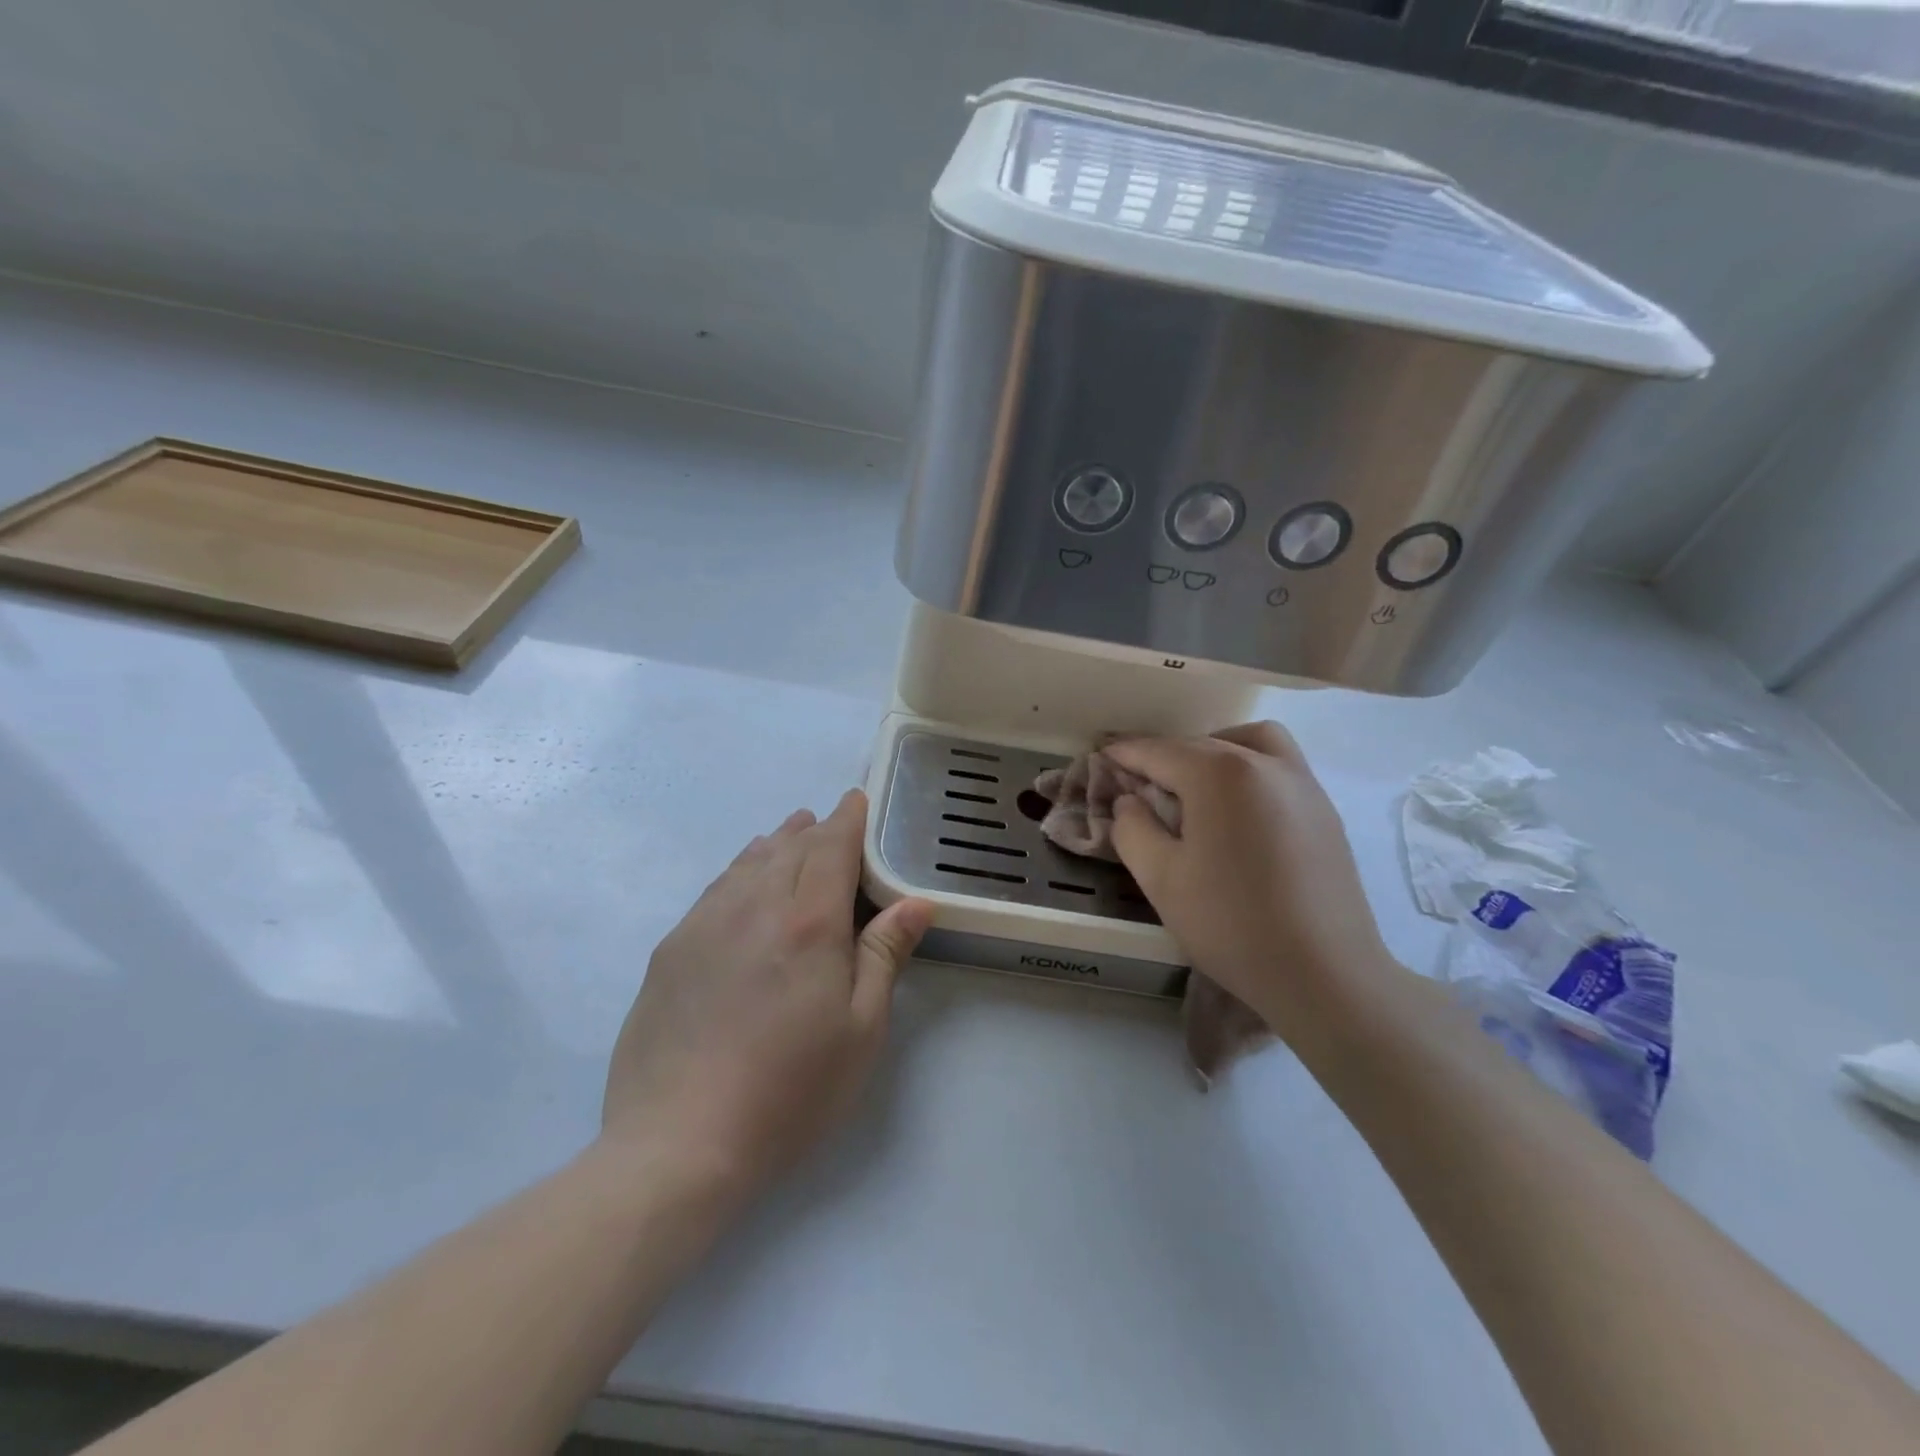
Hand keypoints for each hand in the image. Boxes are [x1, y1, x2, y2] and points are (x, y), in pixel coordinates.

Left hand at [600, 789, 932, 1193]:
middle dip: (814, 829)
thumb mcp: (860, 1029)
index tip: (857, 800)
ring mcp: (705, 924)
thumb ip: (885, 954)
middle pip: (789, 847)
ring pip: (747, 862)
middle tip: (829, 820)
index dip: (848, 819)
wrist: (679, 1142)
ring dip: (775, 843)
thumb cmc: (791, 1090)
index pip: (832, 847)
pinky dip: (738, 869)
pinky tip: (742, 879)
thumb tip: (916, 901)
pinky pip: (714, 889)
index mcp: (808, 922)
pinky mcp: (671, 950)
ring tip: (791, 834)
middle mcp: (754, 906)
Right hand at [1105, 723, 1401, 1047]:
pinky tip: (1236, 812)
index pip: (1159, 751)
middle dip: (1164, 757)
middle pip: (1201, 744)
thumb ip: (1132, 828)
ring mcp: (1302, 784)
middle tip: (1137, 784)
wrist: (1325, 975)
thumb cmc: (1231, 924)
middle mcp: (1264, 763)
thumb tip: (1130, 800)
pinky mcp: (1324, 810)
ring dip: (1214, 750)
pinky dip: (1248, 769)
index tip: (1101, 756)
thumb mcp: (1160, 878)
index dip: (1125, 754)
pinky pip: (1278, 767)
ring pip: (1249, 742)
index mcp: (1220, 774)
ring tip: (1194, 788)